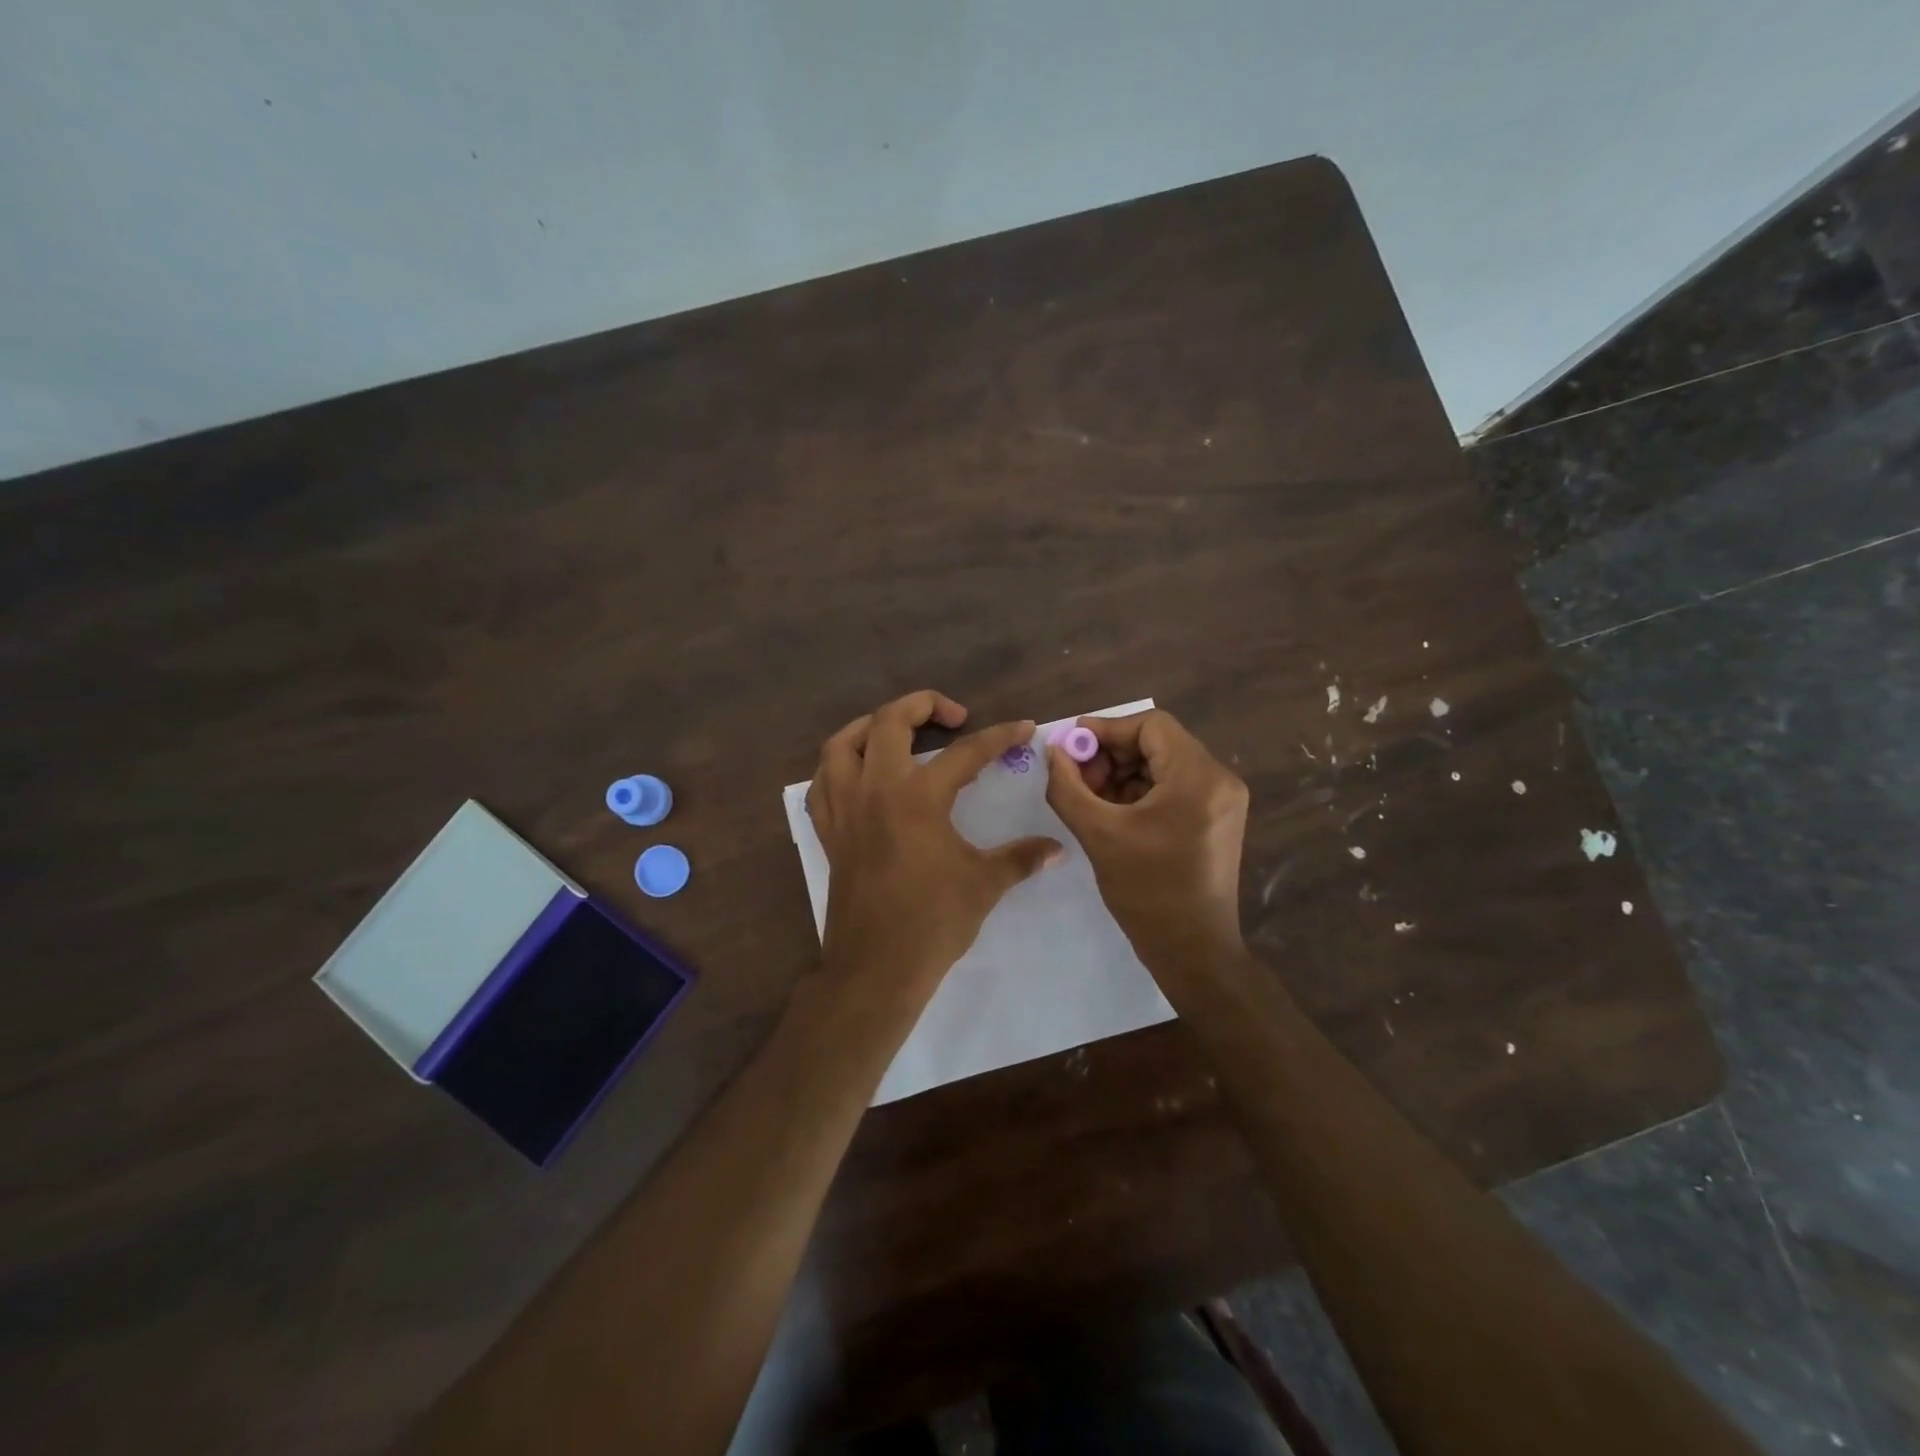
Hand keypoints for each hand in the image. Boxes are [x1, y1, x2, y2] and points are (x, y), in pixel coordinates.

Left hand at [808, 691, 1061, 1017]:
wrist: (876, 967)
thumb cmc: (933, 922)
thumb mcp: (985, 884)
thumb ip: (1021, 858)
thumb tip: (1057, 848)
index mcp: (918, 797)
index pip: (965, 752)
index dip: (999, 736)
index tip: (1022, 728)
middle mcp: (875, 789)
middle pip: (889, 722)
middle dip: (923, 704)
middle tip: (953, 715)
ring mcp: (844, 808)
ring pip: (843, 743)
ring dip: (870, 726)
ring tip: (897, 731)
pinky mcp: (828, 830)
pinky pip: (823, 781)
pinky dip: (840, 765)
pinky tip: (860, 773)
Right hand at [1044, 708, 1249, 970]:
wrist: (1193, 951)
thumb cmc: (1147, 892)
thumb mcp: (1098, 834)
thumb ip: (1068, 786)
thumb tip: (1054, 751)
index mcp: (1198, 777)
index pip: (1151, 725)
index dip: (1106, 729)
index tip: (1071, 747)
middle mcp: (1219, 779)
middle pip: (1158, 743)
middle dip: (1112, 755)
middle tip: (1078, 778)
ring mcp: (1223, 800)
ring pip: (1164, 765)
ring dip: (1124, 774)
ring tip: (1092, 800)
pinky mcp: (1218, 818)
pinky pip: (1174, 787)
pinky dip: (1141, 791)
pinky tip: (1114, 813)